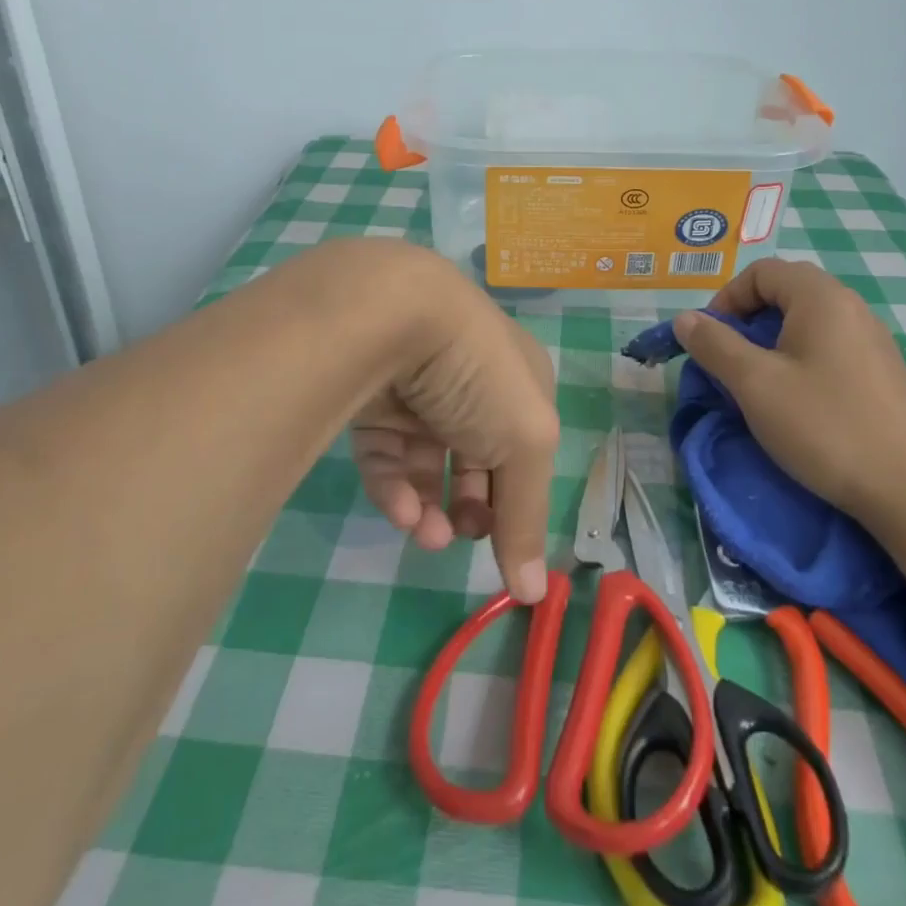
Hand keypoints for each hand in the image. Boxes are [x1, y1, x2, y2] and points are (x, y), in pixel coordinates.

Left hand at [350, 250, 557, 602]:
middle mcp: (469, 381)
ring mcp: (417, 389)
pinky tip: (401, 513)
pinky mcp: (370, 398)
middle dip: (471, 506)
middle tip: (461, 537)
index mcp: (518, 379)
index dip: (516, 494)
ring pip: (424, 461)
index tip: (503, 542)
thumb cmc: (478, 373)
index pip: (523, 446)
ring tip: (426, 536)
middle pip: (473, 457)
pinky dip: (394, 487)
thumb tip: (534, 594)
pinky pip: (385, 452)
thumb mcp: (525, 443)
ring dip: (429, 506)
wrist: (392, 312)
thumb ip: (527, 517)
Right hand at [670, 258, 905, 519]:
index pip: (762, 272)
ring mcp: (872, 340)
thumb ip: (714, 344)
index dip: (727, 298)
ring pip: (807, 322)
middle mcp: (851, 307)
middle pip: (786, 292)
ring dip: (772, 342)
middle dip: (747, 320)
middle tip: (729, 360)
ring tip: (757, 383)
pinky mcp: (882, 373)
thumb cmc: (823, 426)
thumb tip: (685, 319)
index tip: (710, 339)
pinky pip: (829, 347)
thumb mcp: (754, 384)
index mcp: (821, 298)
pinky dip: (799, 359)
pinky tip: (796, 401)